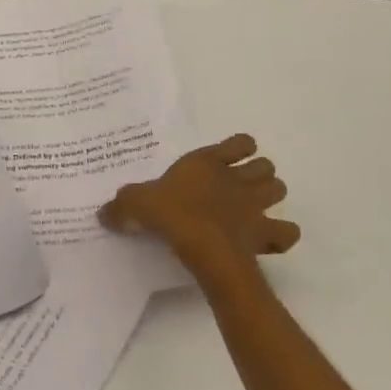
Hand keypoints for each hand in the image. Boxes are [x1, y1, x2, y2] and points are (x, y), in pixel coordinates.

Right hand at [98, 133, 298, 271]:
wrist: (204, 246)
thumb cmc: (171, 214)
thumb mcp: (135, 204)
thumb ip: (121, 205)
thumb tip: (103, 213)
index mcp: (208, 162)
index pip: (240, 142)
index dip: (239, 149)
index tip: (226, 159)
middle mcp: (236, 179)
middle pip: (265, 166)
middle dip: (258, 174)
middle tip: (237, 187)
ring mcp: (255, 206)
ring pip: (279, 190)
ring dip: (270, 196)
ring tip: (252, 208)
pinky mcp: (265, 234)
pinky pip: (286, 232)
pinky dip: (282, 234)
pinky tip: (268, 238)